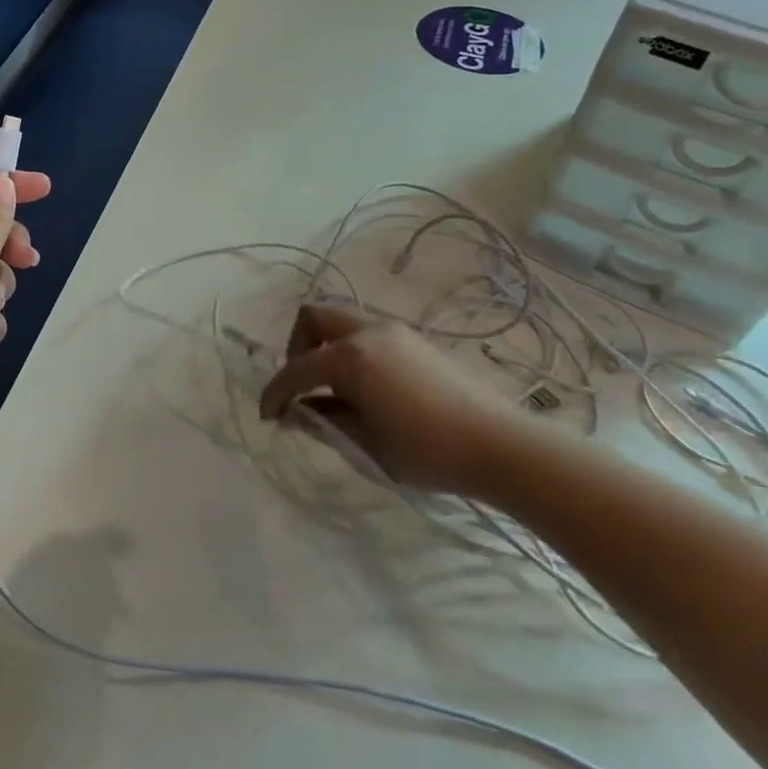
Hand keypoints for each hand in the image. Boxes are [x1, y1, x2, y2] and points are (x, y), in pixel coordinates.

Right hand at [259, 304, 542, 501]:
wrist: (499, 445)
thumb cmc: (425, 451)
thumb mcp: (365, 444)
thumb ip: (324, 421)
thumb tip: (295, 413)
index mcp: (350, 358)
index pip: (296, 370)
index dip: (275, 393)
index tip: (268, 417)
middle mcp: (368, 332)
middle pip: (314, 317)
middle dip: (297, 347)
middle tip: (303, 385)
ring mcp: (395, 332)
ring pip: (342, 320)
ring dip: (325, 345)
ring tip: (332, 388)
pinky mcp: (415, 341)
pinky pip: (367, 332)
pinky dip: (350, 349)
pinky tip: (364, 387)